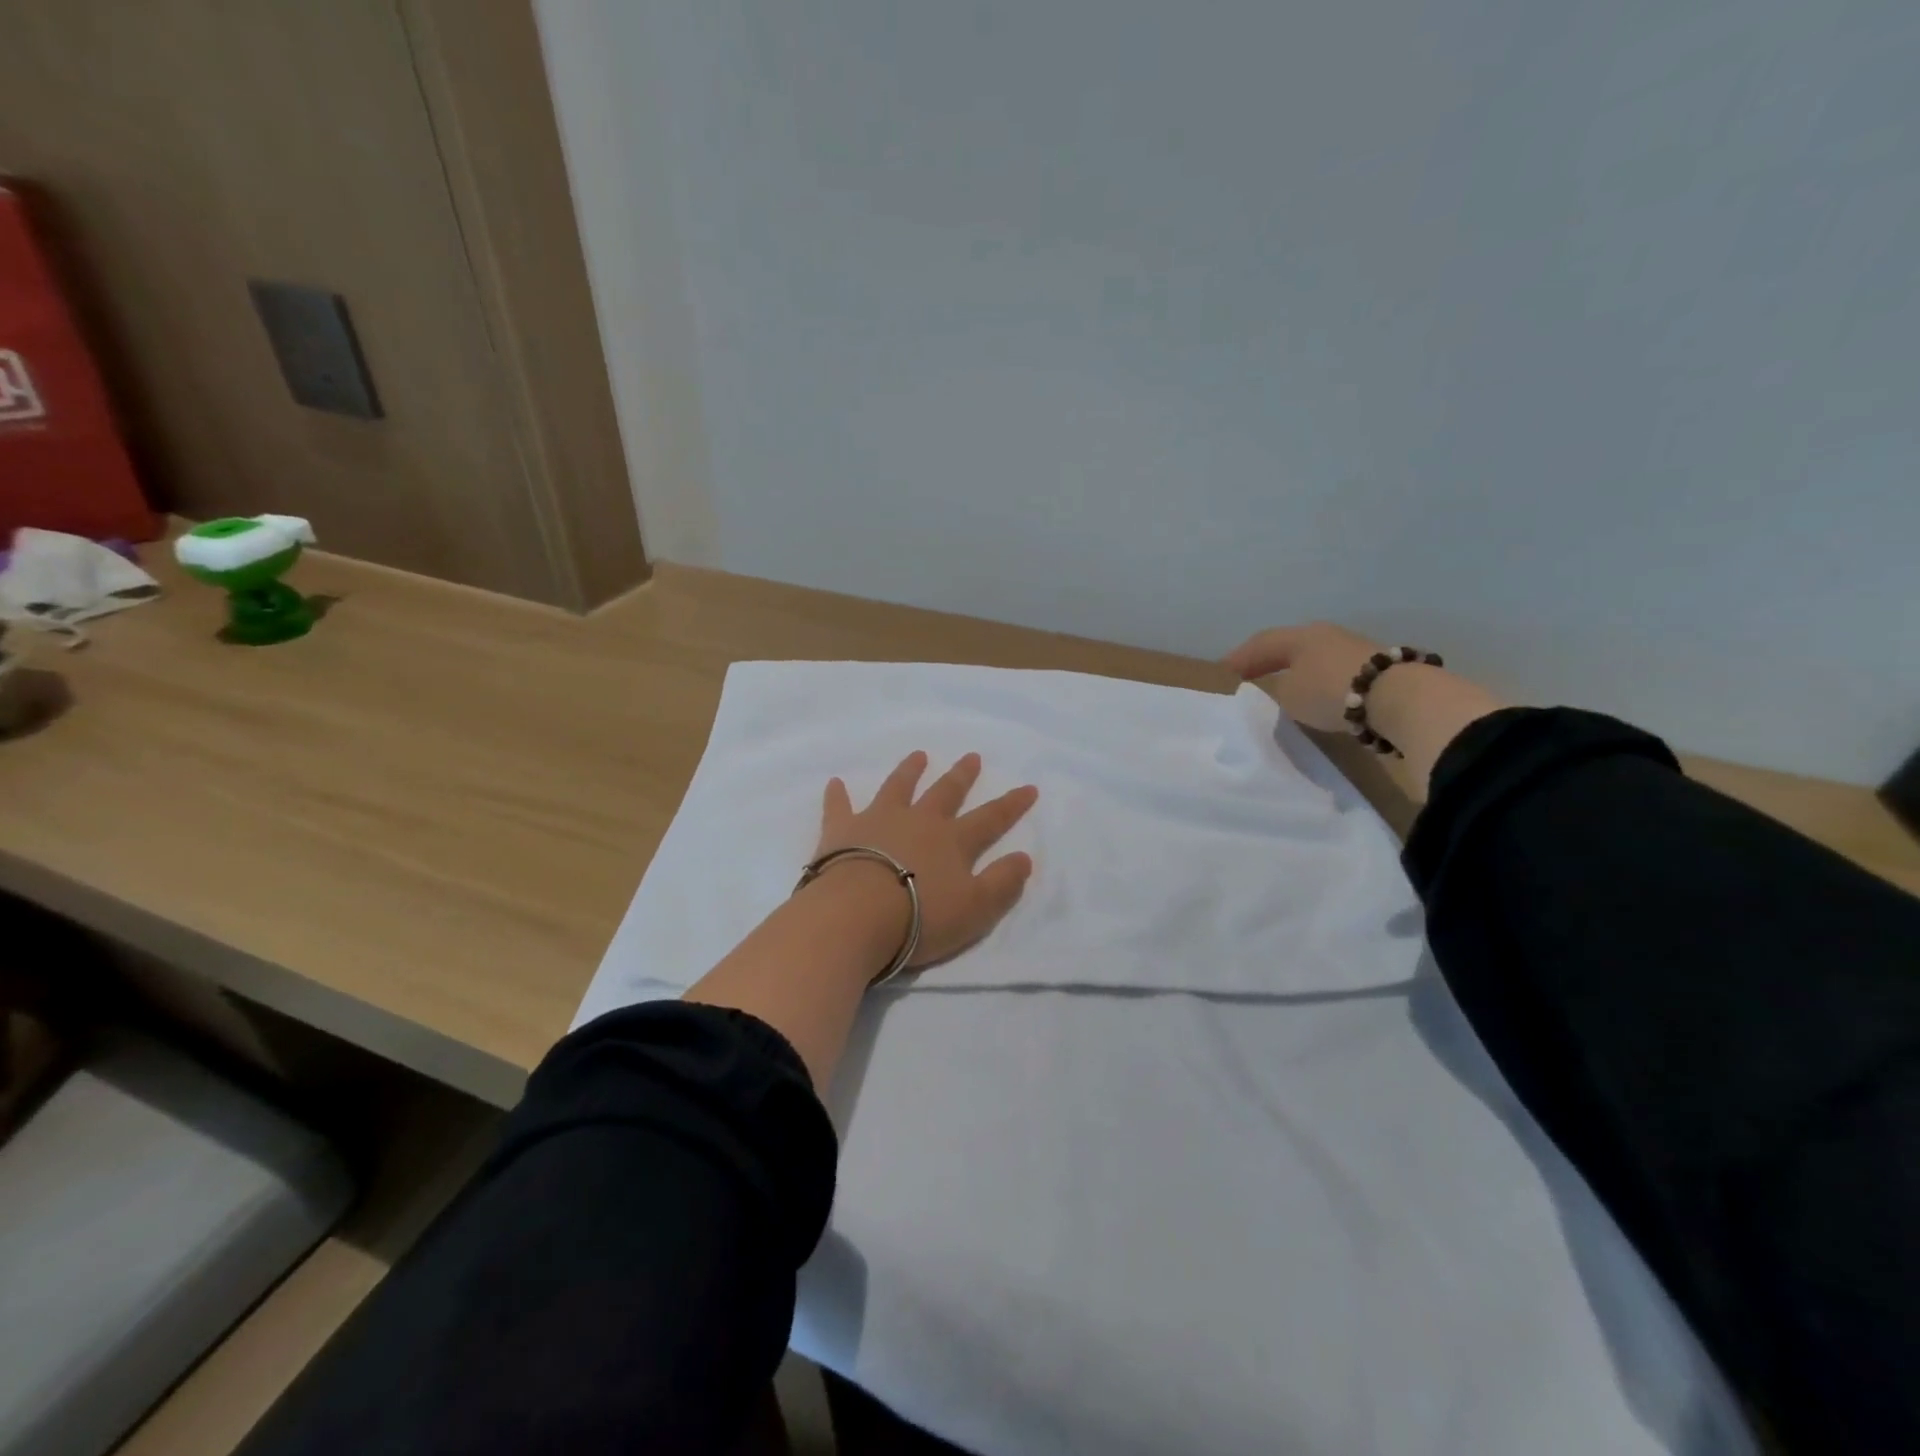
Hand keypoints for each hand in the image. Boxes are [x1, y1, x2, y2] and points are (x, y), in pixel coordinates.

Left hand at [817, 752, 1038, 965]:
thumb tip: (1024, 857)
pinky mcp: (842, 830)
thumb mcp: (976, 909)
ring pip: (898, 788)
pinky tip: (835, 782)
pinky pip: (840, 806)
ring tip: (918, 755)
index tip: (1029, 787)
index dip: (1012, 804)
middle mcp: (919, 821)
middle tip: (971, 757)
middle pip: (945, 793)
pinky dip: (837, 795)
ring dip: (909, 771)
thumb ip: (1002, 883)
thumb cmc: (921, 917)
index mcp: (953, 841)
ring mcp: (878, 820)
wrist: (857, 914)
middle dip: (961, 776)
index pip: (991, 818)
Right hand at [1224, 622, 1389, 732]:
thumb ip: (1278, 690)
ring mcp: (1354, 649)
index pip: (1261, 644)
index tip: (1223, 671)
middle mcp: (1326, 635)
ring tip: (1285, 688)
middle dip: (1270, 661)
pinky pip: (1335, 673)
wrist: (1396, 697)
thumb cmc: (1330, 691)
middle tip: (1251, 675)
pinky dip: (1321, 684)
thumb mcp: (1289, 696)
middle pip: (1290, 647)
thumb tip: (1281, 688)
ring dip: (1298, 672)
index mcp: (1300, 636)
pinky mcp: (1376, 669)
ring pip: (1315, 658)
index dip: (1240, 658)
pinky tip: (1318, 697)